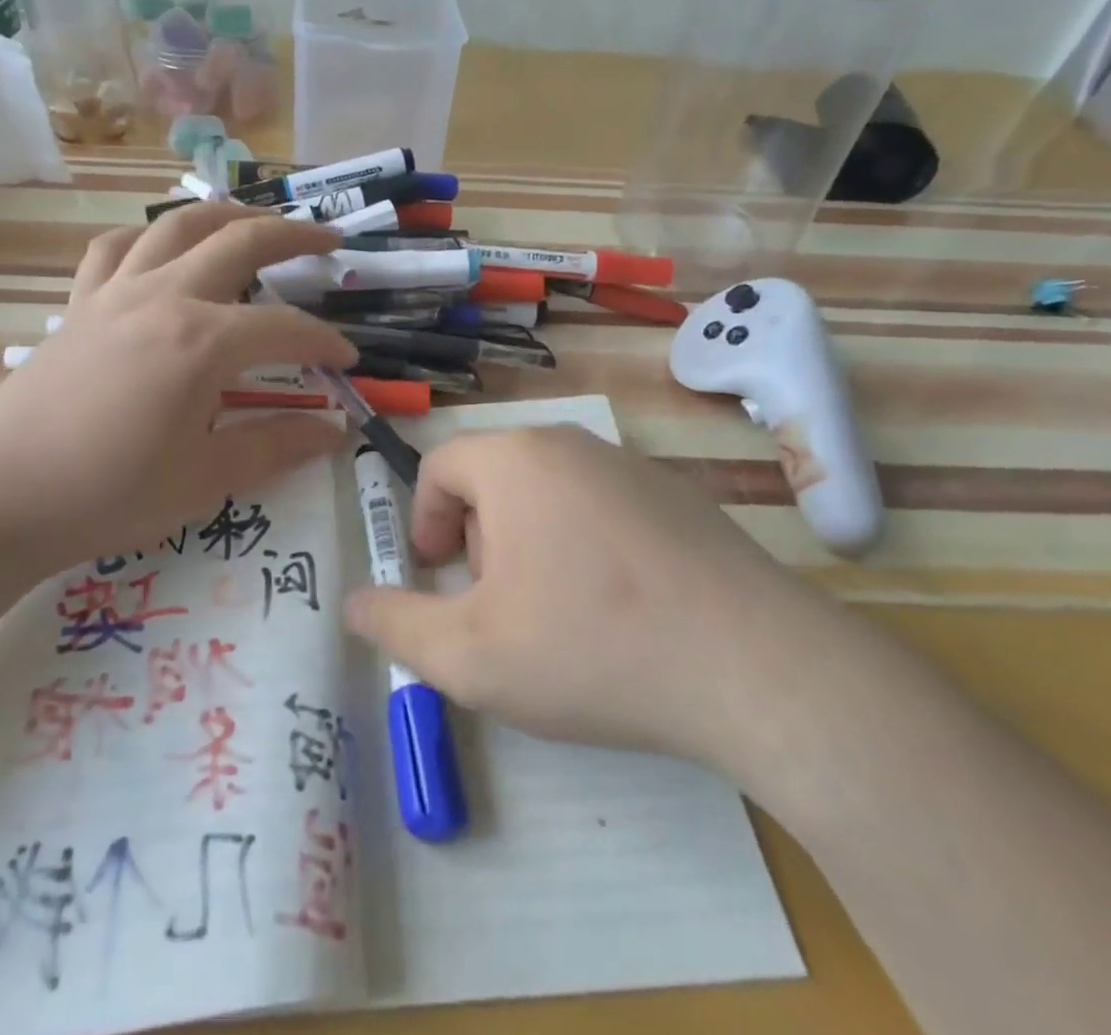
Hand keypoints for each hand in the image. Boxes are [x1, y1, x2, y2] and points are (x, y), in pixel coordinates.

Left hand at [0, 203, 355, 577]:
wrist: (0, 497)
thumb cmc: (109, 494)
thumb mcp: (205, 480)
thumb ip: (276, 447)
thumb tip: (335, 430)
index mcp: (202, 342)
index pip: (285, 328)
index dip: (325, 341)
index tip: (348, 360)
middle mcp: (164, 297)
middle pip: (240, 241)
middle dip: (293, 235)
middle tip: (328, 239)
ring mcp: (116, 293)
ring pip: (178, 224)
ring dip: (226, 215)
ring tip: (256, 221)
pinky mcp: (80, 304)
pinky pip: (117, 248)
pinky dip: (149, 237)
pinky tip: (162, 250)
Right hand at [345, 426, 863, 791]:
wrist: (756, 667)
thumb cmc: (590, 647)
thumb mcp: (468, 655)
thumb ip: (395, 626)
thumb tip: (354, 603)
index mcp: (515, 459)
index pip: (439, 464)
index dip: (424, 522)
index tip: (441, 579)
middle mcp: (571, 442)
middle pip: (494, 476)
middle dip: (479, 537)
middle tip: (500, 607)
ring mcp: (632, 465)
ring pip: (549, 492)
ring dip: (531, 544)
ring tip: (558, 615)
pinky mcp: (680, 495)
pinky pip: (603, 506)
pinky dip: (587, 545)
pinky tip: (620, 611)